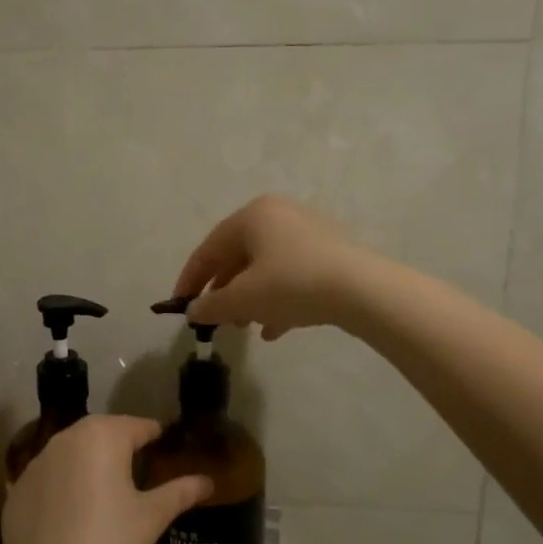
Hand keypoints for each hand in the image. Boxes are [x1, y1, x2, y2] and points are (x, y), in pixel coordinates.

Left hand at [1, 416, 211, 543]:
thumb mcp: (151, 516)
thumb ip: (180, 492)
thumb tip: (207, 482)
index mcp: (102, 437)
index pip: (135, 426)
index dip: (152, 434)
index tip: (161, 442)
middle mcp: (65, 440)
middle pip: (99, 432)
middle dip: (117, 443)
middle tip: (135, 463)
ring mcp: (35, 464)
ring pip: (69, 453)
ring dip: (86, 462)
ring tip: (102, 487)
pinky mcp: (16, 491)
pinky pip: (46, 479)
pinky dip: (60, 487)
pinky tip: (70, 515)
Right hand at [172, 194, 377, 340]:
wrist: (362, 290)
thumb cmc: (292, 284)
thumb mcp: (243, 298)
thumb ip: (211, 305)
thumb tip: (193, 311)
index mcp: (254, 215)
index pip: (210, 248)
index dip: (191, 278)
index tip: (180, 304)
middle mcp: (280, 215)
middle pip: (239, 256)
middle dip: (225, 291)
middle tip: (216, 319)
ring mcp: (309, 233)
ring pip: (267, 268)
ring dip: (251, 299)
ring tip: (244, 326)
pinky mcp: (331, 254)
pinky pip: (293, 275)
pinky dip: (278, 299)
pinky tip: (274, 328)